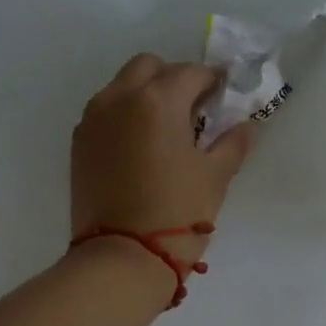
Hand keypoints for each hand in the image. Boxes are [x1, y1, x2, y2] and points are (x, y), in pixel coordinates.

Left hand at [71, 54, 253, 271]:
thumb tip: (246, 126)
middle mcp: (120, 98)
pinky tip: (141, 147)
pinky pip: (105, 112)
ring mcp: (93, 119)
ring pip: (122, 86)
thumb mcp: (215, 178)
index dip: (212, 81)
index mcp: (158, 101)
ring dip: (146, 95)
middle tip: (193, 110)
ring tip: (165, 130)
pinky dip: (125, 116)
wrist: (122, 258)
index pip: (191, 73)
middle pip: (149, 67)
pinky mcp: (79, 143)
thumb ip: (232, 144)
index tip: (223, 96)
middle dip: (173, 79)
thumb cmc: (178, 214)